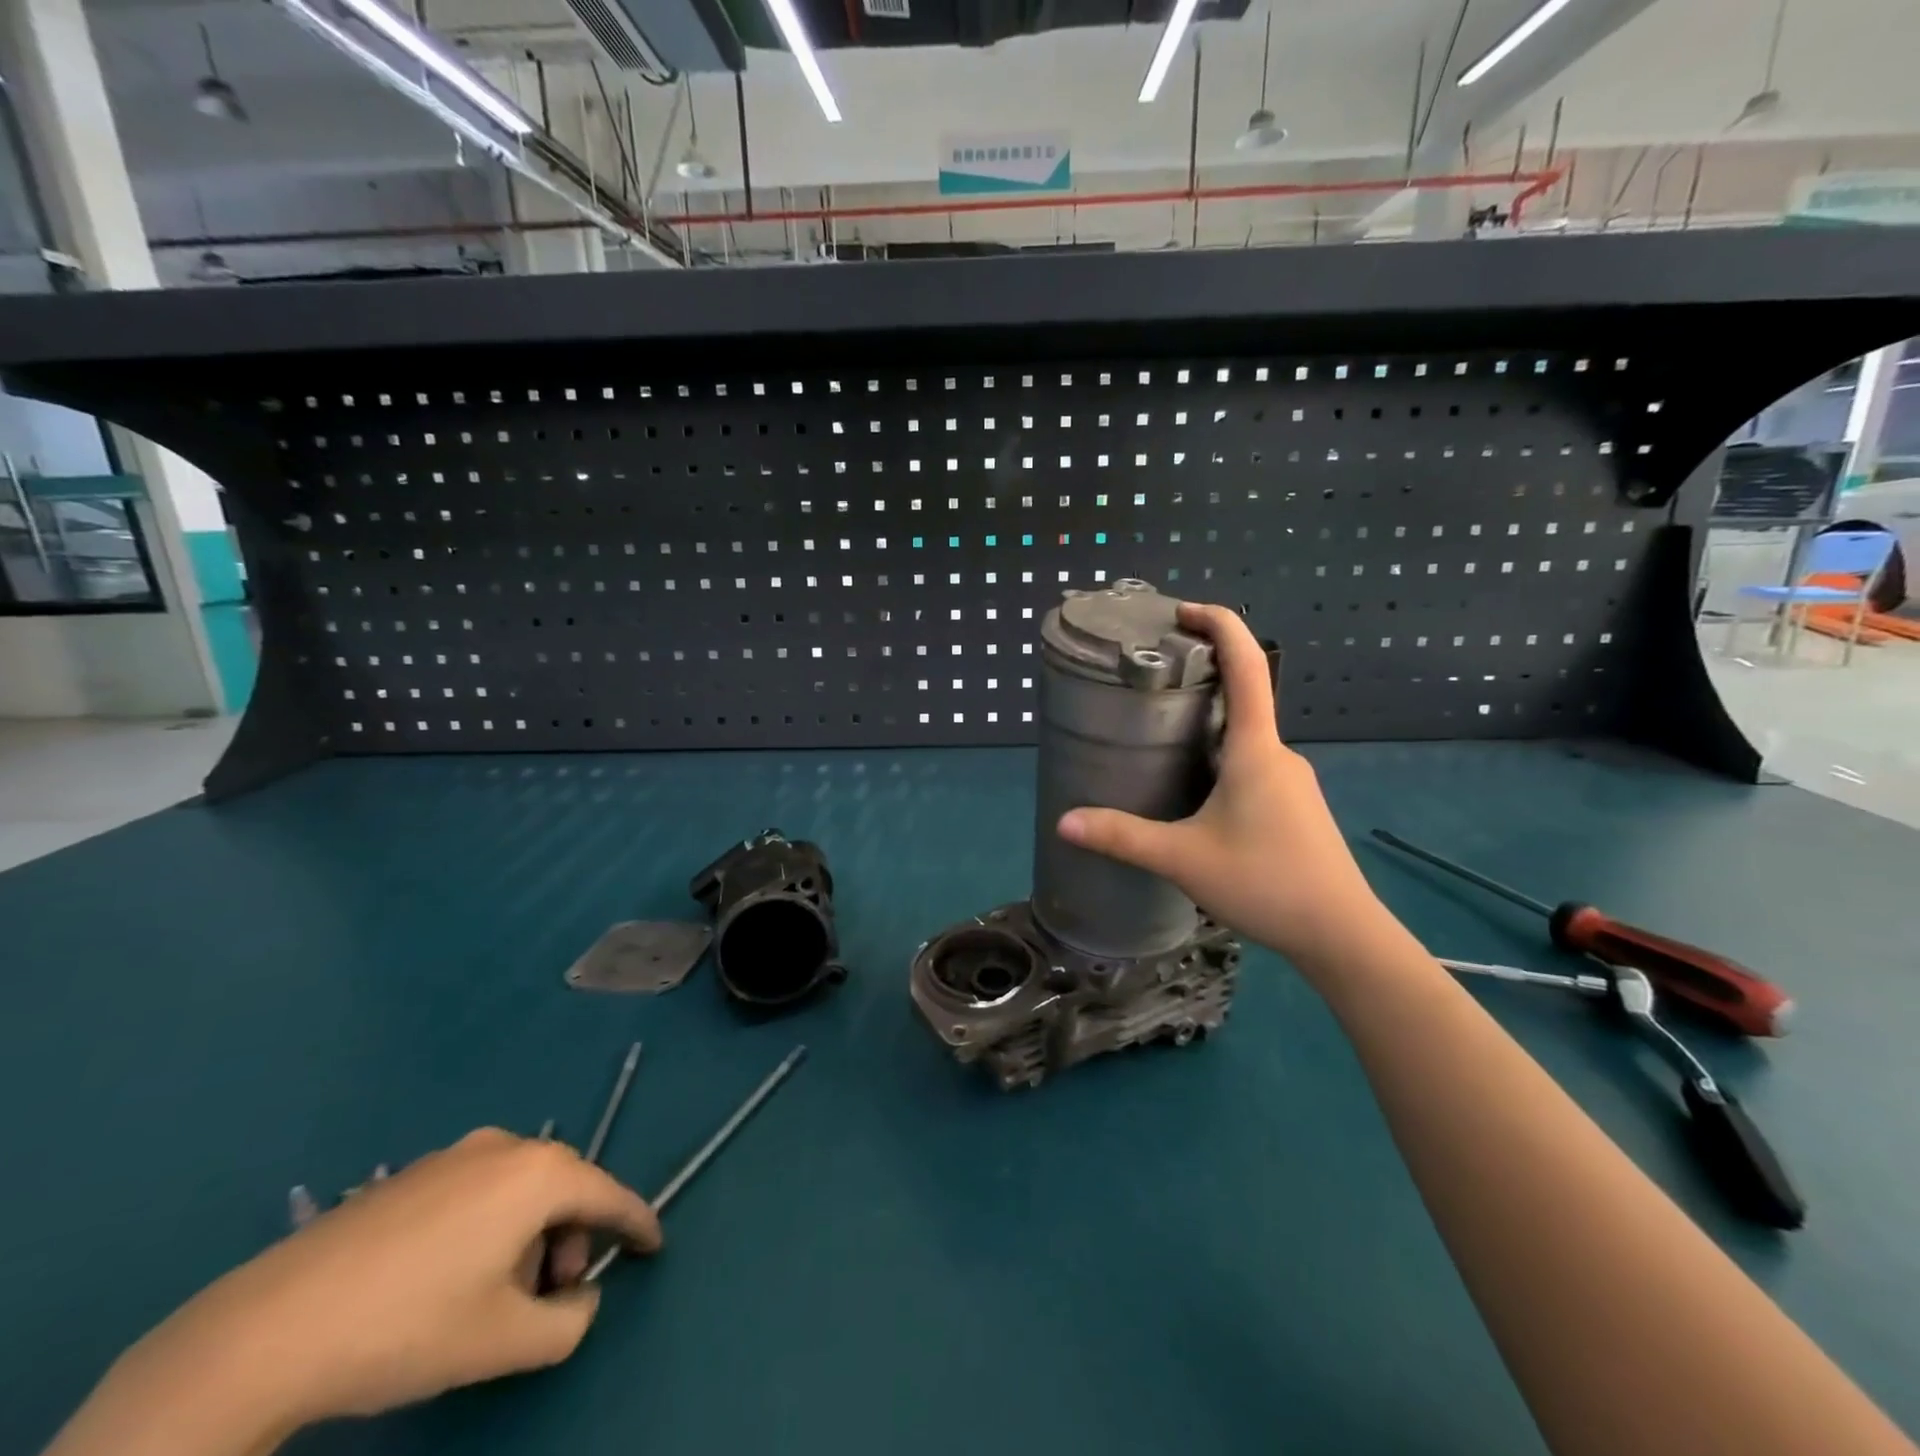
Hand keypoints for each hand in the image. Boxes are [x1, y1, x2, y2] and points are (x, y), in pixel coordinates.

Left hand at [48, 1129, 660, 1455]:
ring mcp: (456, 1153)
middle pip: (565, 1189)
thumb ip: (568, 1322)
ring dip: (529, 1236)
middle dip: (571, 1240)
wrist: (268, 1330)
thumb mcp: (503, 1343)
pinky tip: (450, 1277)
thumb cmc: (408, 1328)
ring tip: (494, 1295)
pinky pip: (480, 1190)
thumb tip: (580, 1300)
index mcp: (540, 1174)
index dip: (636, 1223)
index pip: (609, 1195)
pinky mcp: (413, 1173)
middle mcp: (508, 1147)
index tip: (654, 1245)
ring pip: (521, 1189)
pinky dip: (491, 1225)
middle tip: (550, 1297)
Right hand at [1056, 602, 1392, 972]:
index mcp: (1256, 748)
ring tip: (1159, 737)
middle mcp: (1278, 753)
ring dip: (1208, 725)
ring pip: (1245, 737)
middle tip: (1148, 683)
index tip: (1183, 611)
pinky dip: (1220, 756)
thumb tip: (1064, 822)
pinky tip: (1194, 790)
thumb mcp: (1183, 859)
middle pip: (1242, 697)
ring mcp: (1291, 780)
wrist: (1342, 935)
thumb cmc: (1266, 882)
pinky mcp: (1294, 806)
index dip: (1220, 625)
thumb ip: (1122, 837)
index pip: (1247, 665)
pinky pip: (1252, 764)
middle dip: (1200, 679)